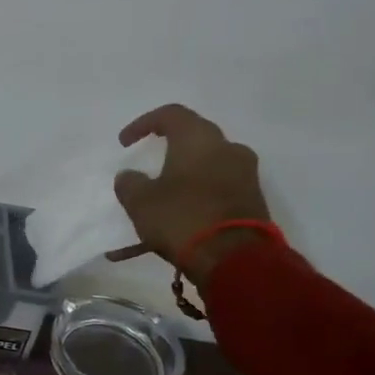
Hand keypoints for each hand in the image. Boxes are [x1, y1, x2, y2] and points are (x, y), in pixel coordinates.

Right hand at [108, 103, 272, 285]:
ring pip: (203, 169)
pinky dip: (191, 201)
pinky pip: (213, 192)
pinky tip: (168, 225)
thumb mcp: (141, 202)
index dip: (143, 124)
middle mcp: (227, 149)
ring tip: (154, 202)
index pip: (171, 115)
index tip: (124, 143)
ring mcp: (243, 176)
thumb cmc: (182, 218)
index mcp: (199, 140)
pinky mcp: (250, 201)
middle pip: (192, 139)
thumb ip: (130, 183)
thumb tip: (130, 176)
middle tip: (146, 163)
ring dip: (178, 180)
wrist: (235, 259)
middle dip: (166, 150)